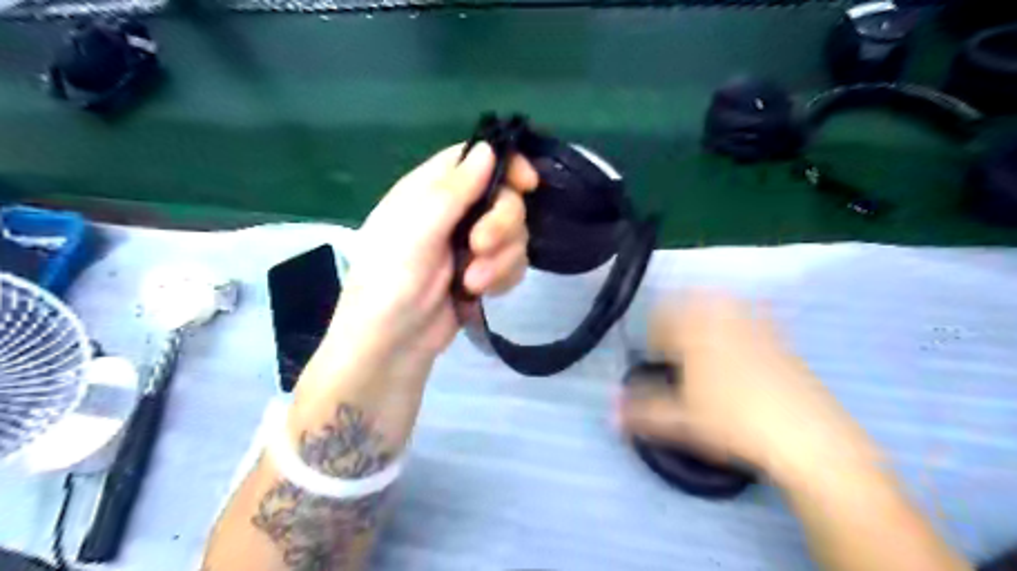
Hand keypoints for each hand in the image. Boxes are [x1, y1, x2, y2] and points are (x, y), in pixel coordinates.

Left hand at [291, 143, 538, 444]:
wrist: (392, 344)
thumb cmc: (391, 280)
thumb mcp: (417, 228)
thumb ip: (454, 188)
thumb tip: (488, 147)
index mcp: (431, 190)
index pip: (476, 159)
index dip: (507, 164)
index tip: (528, 184)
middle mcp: (455, 212)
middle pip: (505, 198)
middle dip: (501, 225)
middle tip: (478, 247)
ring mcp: (471, 245)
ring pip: (515, 234)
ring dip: (500, 260)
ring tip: (472, 283)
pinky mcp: (484, 273)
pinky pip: (513, 263)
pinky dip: (502, 277)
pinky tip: (480, 293)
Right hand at [616, 293, 877, 483]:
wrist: (805, 435)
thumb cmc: (733, 422)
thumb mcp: (679, 420)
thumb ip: (640, 412)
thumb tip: (609, 409)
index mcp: (693, 331)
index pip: (660, 318)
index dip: (653, 337)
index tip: (656, 358)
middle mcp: (722, 318)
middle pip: (690, 302)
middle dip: (678, 320)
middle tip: (678, 349)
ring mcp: (754, 323)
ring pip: (721, 303)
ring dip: (706, 315)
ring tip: (706, 345)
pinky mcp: (780, 336)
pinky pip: (754, 314)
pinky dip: (740, 321)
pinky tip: (743, 347)